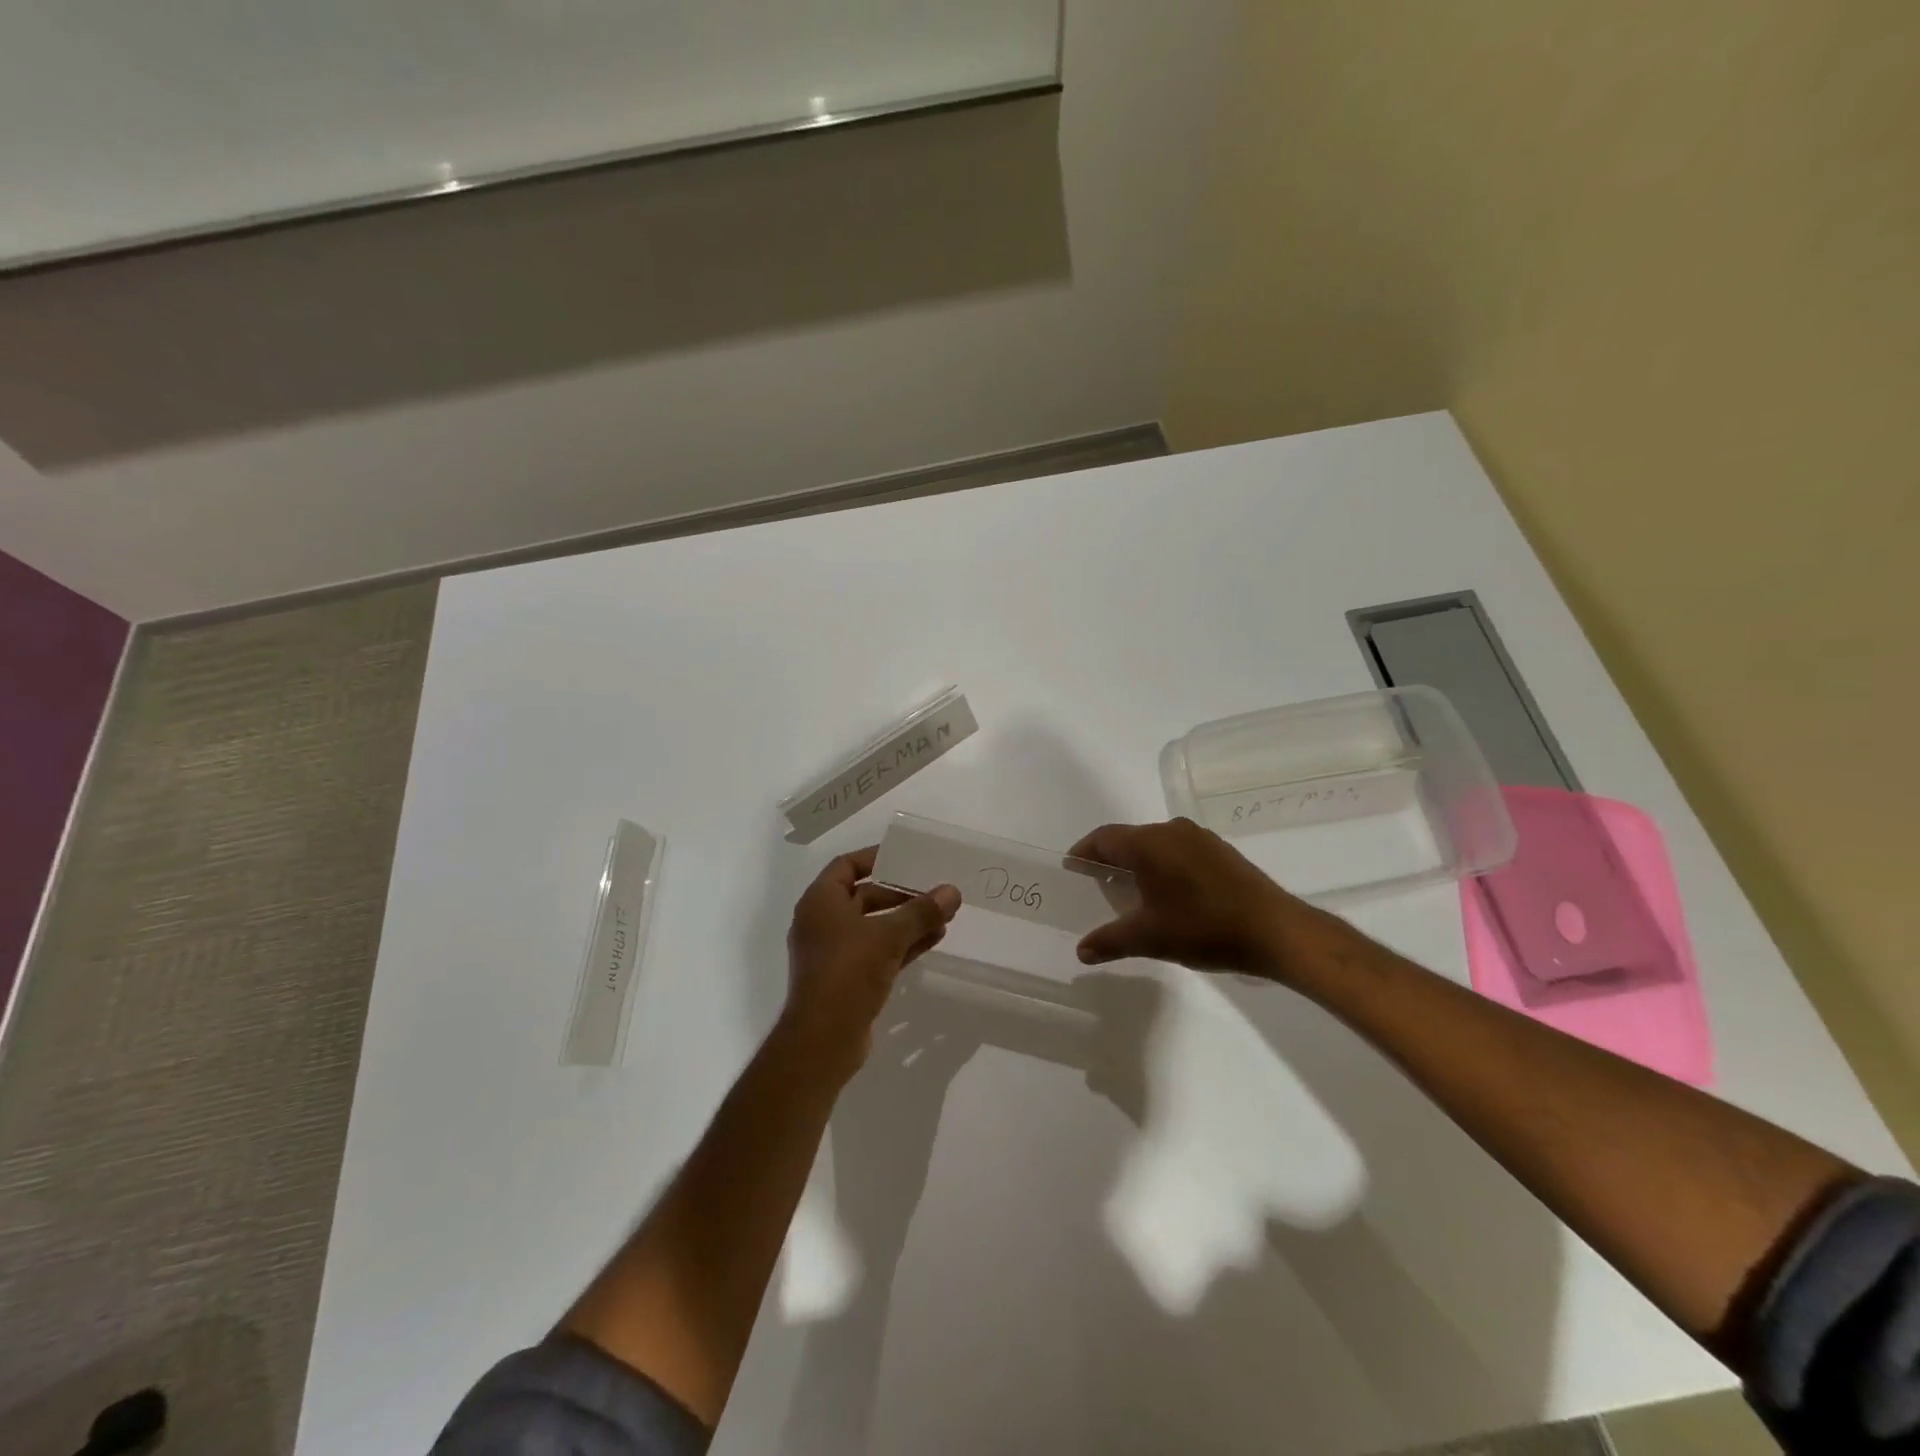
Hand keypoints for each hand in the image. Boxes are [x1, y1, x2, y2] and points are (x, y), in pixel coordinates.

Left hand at [784, 847, 960, 1080]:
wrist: (822, 1041)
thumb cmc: (848, 972)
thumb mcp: (888, 936)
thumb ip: (921, 912)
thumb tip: (952, 891)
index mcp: (820, 902)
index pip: (847, 865)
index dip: (876, 857)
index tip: (907, 856)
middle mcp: (823, 922)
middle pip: (864, 896)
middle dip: (901, 893)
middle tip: (934, 890)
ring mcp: (834, 953)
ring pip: (874, 926)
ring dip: (907, 920)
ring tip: (944, 914)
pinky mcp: (847, 979)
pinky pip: (877, 951)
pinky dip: (902, 944)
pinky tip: (934, 939)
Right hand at [1069, 817, 1325, 978]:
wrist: (1276, 931)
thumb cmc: (1205, 928)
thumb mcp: (1151, 938)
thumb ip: (1111, 941)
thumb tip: (1081, 952)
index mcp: (1149, 843)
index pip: (1104, 838)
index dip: (1084, 852)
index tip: (1071, 868)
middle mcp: (1172, 831)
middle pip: (1129, 838)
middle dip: (1110, 858)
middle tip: (1097, 884)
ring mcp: (1200, 839)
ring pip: (1156, 844)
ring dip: (1139, 862)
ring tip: (1130, 891)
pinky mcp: (1221, 852)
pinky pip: (1179, 851)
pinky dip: (1163, 865)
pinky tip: (1168, 893)